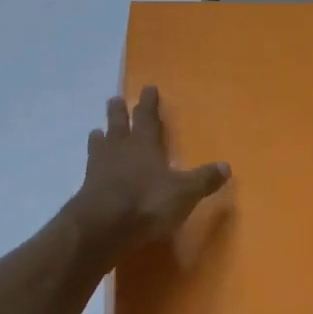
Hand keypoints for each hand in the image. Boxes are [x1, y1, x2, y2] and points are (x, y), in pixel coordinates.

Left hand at [66, 87, 229, 263]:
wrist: (102, 226)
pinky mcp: (86, 186)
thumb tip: (226, 166)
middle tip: (115, 100)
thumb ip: (203, 180)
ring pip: (100, 143)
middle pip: (118, 124)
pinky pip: (90, 166)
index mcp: (145, 144)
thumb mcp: (183, 193)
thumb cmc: (146, 203)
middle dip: (119, 111)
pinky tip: (91, 165)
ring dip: (101, 134)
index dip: (149, 102)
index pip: (148, 117)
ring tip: (97, 130)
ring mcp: (100, 166)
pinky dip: (92, 161)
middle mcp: (120, 149)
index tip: (148, 88)